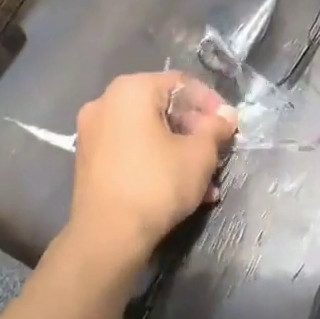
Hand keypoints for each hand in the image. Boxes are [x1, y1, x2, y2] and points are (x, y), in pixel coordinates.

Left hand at [68, 72, 236, 269]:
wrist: (108, 234)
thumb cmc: (158, 183)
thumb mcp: (200, 154)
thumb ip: (216, 128)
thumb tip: (226, 116)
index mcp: (131, 90)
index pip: (181, 84)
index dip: (211, 103)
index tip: (229, 127)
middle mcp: (105, 103)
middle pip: (163, 108)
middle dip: (196, 132)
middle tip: (218, 153)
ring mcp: (93, 133)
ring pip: (149, 134)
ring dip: (180, 152)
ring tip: (206, 181)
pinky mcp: (90, 162)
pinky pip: (132, 151)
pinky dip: (157, 163)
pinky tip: (181, 190)